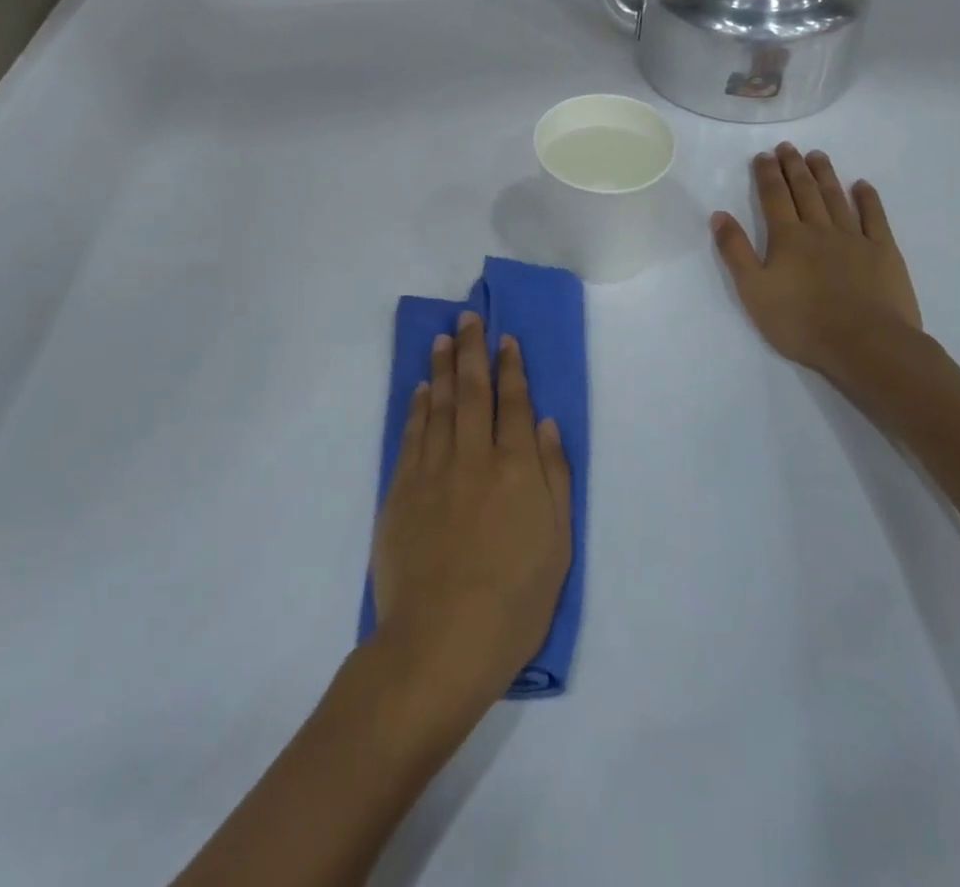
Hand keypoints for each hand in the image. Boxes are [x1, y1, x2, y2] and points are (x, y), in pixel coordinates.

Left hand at [371, 313, 572, 715]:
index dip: (511, 368)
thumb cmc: (515, 600)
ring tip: (443, 338)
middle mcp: (475, 456)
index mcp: (517, 468)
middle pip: (473, 391)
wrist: (441, 641)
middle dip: (473, 351)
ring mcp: (434, 471)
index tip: (506, 339)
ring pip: (439, 405)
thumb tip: (547, 425)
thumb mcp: (558, 544)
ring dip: (441, 368)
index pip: (515, 403)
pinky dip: (417, 407)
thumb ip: (554, 477)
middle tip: (469, 318)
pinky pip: (412, 435)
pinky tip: (420, 389)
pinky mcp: (402, 490)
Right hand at [711, 144, 923, 386]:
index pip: (774, 197)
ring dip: (825, 174)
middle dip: (794, 167)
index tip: (764, 155)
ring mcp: (855, 238)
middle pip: (804, 191)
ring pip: (836, 197)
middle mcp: (820, 229)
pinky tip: (862, 186)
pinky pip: (874, 217)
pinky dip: (867, 199)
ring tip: (817, 155)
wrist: (866, 344)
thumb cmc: (801, 323)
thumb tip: (719, 215)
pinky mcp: (883, 252)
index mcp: (787, 238)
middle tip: (788, 146)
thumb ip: (735, 251)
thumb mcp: (754, 291)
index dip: (767, 174)